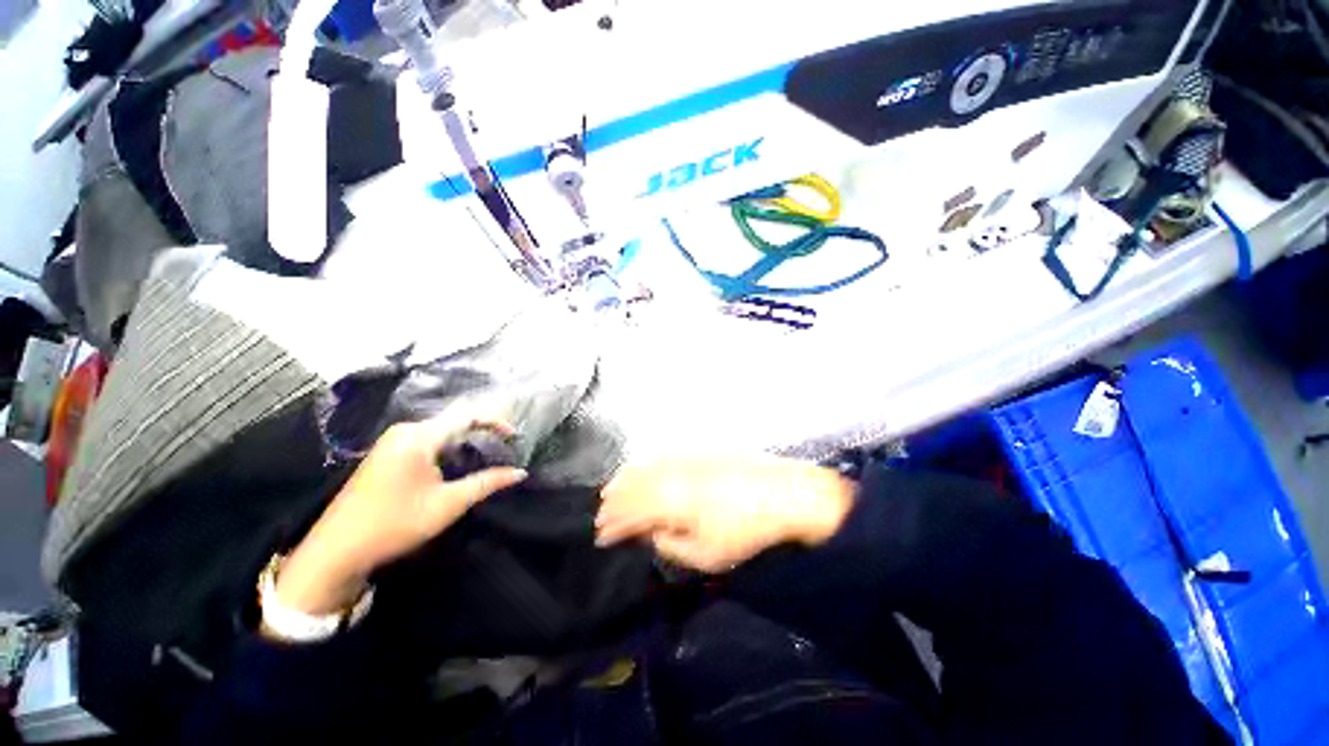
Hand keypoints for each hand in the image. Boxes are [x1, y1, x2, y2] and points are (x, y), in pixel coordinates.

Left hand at [276, 417, 526, 614]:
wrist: (336, 551)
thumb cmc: (394, 524)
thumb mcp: (447, 505)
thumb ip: (487, 483)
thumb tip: (520, 473)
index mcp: (420, 437)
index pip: (467, 415)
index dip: (496, 422)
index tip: (515, 437)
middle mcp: (405, 430)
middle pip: (454, 419)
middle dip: (483, 428)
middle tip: (505, 445)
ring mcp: (393, 441)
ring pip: (441, 429)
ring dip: (466, 437)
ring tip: (488, 451)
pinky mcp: (387, 453)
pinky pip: (427, 438)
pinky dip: (449, 444)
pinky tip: (457, 460)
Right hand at [595, 455, 854, 572]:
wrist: (781, 493)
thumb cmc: (744, 531)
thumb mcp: (706, 555)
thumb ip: (671, 545)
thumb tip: (653, 533)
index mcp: (670, 502)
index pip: (630, 513)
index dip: (614, 525)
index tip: (601, 536)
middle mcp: (670, 474)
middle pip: (632, 485)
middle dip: (613, 501)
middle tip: (601, 514)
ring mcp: (683, 458)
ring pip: (644, 465)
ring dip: (624, 479)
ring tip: (612, 490)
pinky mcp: (696, 449)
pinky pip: (662, 454)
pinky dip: (645, 463)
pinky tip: (643, 468)